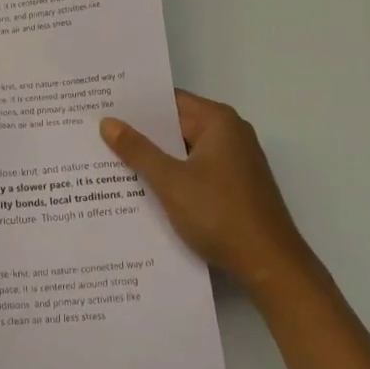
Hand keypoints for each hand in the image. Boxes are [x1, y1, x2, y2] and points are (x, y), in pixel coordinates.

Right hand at [100, 90, 309, 295]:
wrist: (270, 267)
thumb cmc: (220, 214)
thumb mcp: (170, 181)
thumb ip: (137, 150)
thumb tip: (108, 122)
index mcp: (218, 121)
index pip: (169, 101)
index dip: (136, 104)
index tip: (103, 105)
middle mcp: (230, 134)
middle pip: (177, 125)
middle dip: (141, 133)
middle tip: (98, 132)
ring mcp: (235, 162)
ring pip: (184, 151)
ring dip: (156, 157)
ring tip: (111, 159)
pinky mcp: (235, 187)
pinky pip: (195, 171)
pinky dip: (173, 175)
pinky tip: (143, 187)